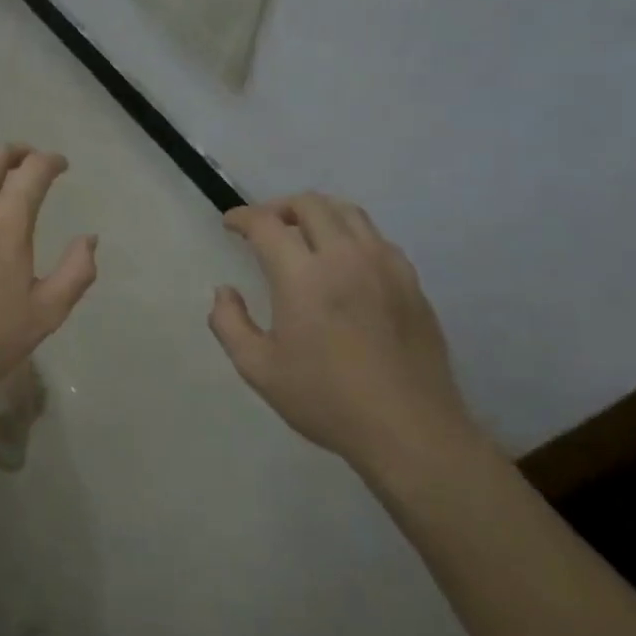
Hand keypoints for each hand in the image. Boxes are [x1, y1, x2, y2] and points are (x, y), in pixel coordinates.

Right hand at [208, 193, 476, 473]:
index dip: (242, 217)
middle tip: (264, 228)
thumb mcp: (259, 369)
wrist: (410, 431)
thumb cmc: (327, 400)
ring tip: (303, 235)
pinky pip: (376, 238)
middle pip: (309, 204)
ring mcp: (384, 266)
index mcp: (302, 276)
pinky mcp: (411, 282)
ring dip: (317, 213)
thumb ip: (229, 323)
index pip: (266, 223)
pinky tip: (345, 263)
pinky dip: (351, 235)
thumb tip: (225, 291)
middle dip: (279, 207)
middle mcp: (344, 257)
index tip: (230, 224)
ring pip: (348, 212)